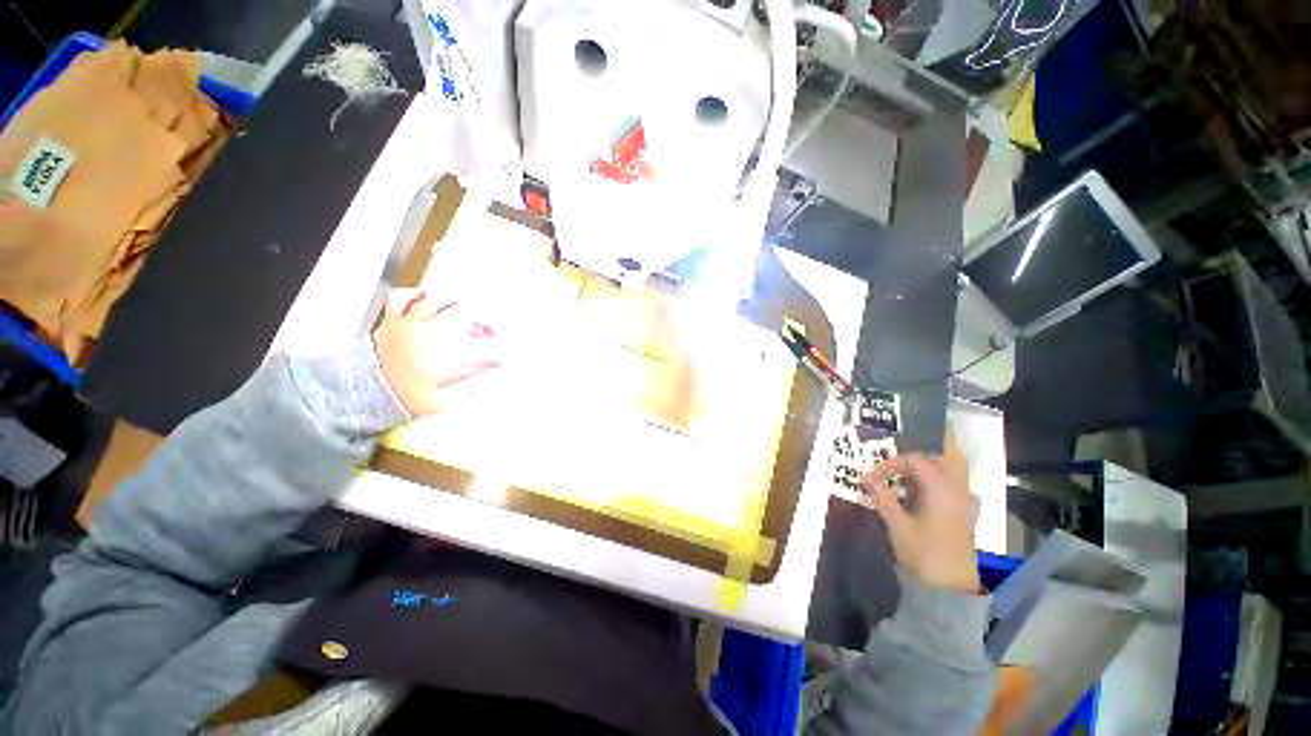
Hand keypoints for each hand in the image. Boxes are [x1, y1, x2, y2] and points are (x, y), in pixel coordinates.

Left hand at [372, 289, 500, 416]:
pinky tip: (431, 299)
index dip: (502, 351)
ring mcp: (408, 323)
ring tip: (470, 316)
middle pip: (466, 313)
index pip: (483, 346)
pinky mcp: (392, 320)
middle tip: (493, 333)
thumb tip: (492, 371)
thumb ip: (471, 384)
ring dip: (461, 306)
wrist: (362, 395)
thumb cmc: (404, 398)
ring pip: (441, 300)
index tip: (508, 357)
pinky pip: (403, 297)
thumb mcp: (443, 401)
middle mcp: (428, 332)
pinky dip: (418, 294)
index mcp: (442, 353)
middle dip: (487, 322)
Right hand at [861, 430, 979, 592]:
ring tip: (921, 445)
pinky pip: (957, 478)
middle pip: (950, 452)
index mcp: (940, 489)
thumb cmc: (923, 553)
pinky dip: (944, 469)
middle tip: (915, 426)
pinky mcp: (964, 509)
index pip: (915, 461)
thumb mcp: (897, 525)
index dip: (891, 463)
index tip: (872, 477)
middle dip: (935, 437)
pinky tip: (928, 475)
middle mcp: (957, 488)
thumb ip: (883, 498)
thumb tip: (867, 478)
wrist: (950, 587)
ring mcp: (964, 499)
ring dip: (941, 452)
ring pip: (957, 465)